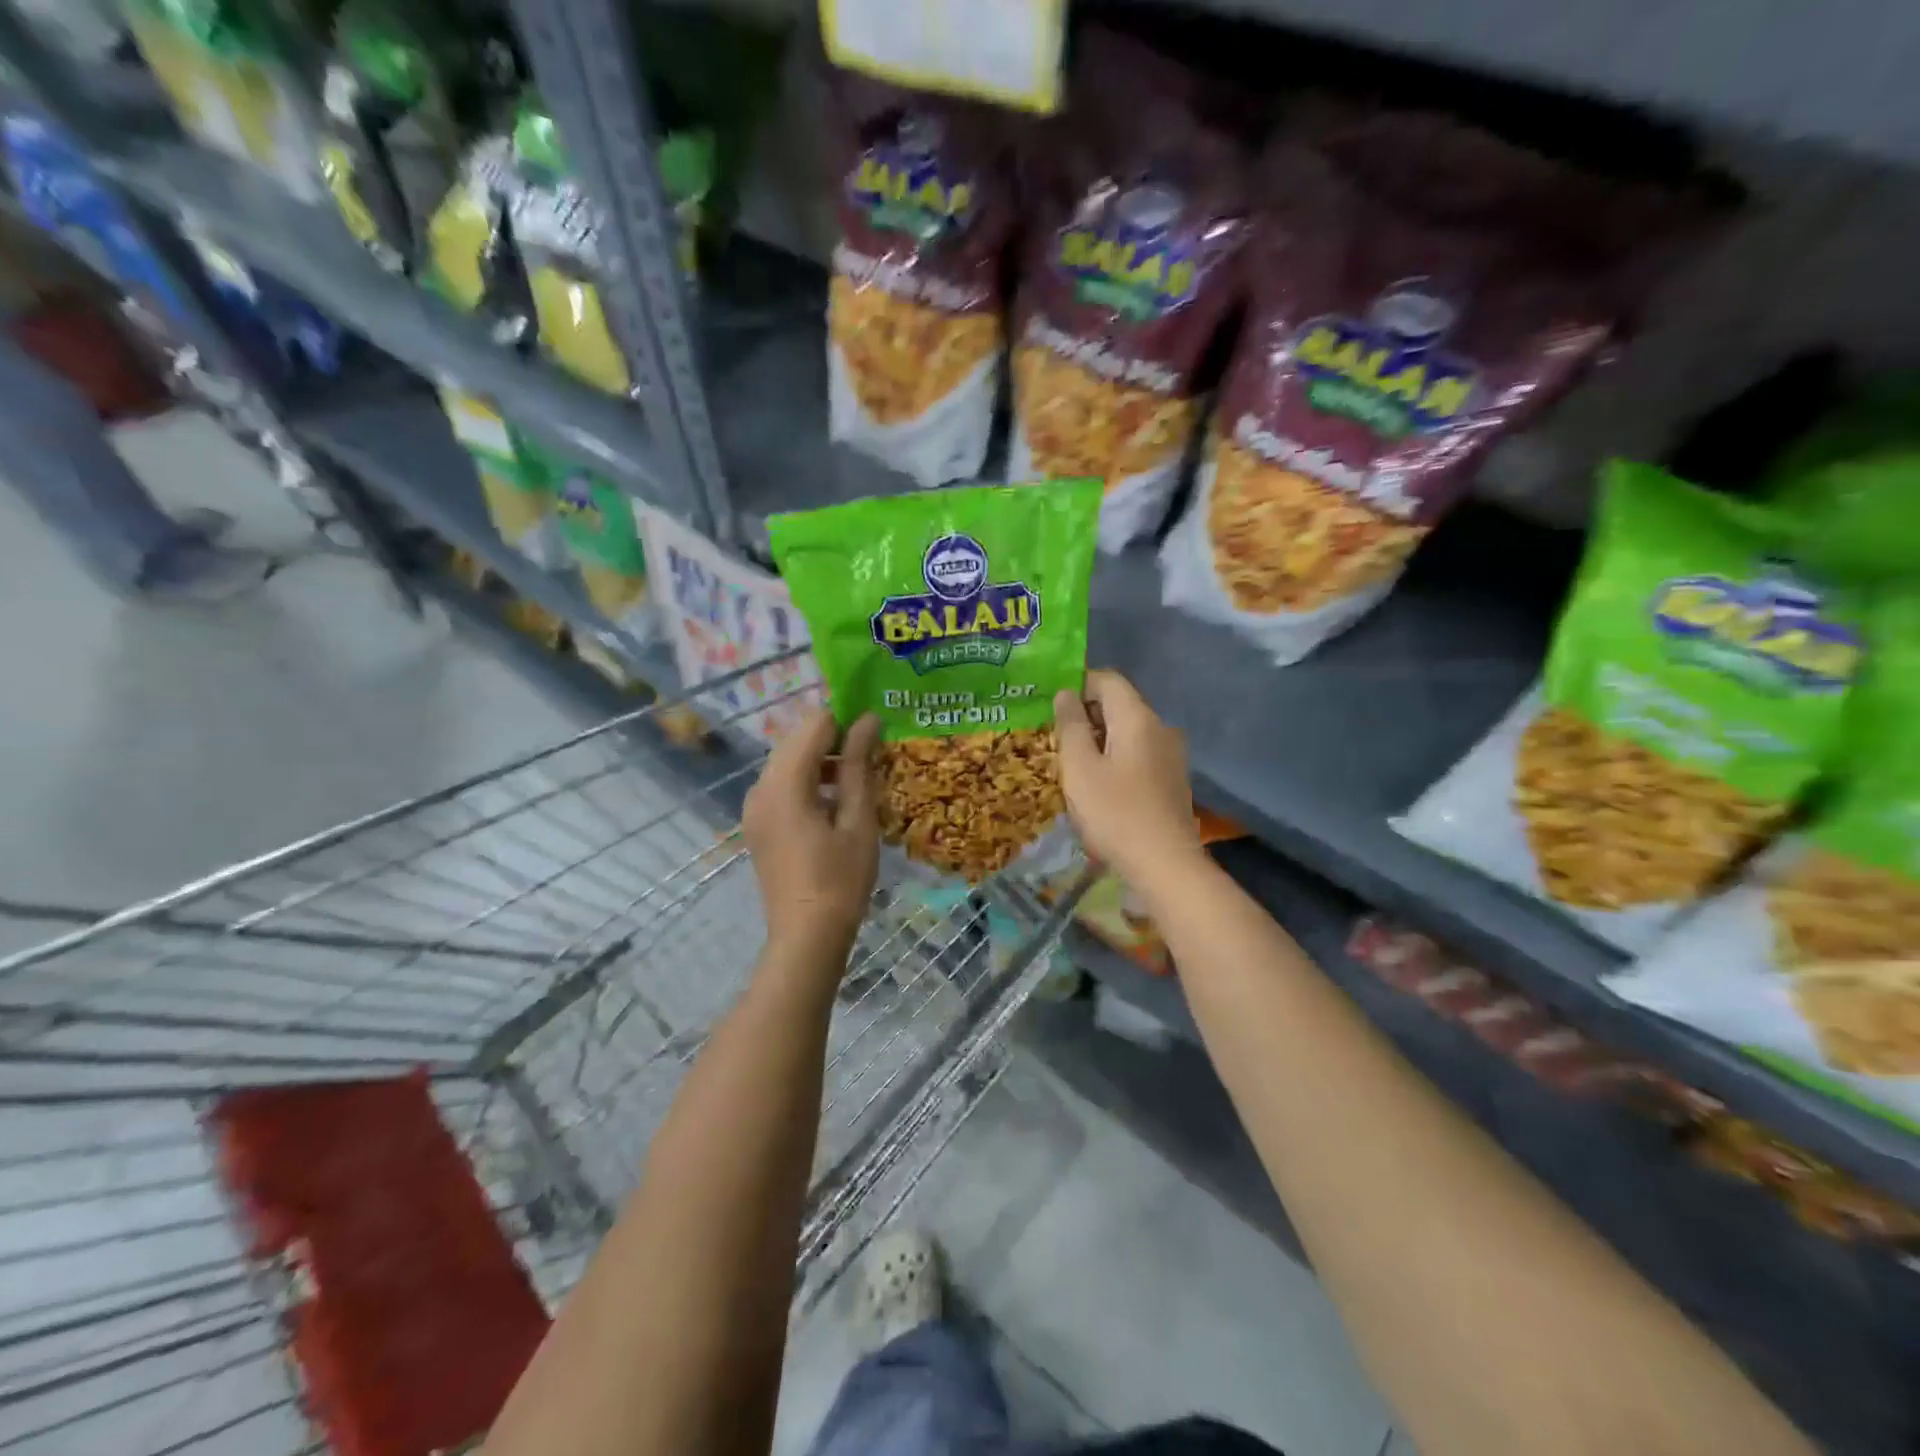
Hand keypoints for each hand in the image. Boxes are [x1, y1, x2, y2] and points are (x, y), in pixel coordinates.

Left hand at [743, 708, 880, 952]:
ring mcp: (754, 806)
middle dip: (833, 738)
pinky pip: (781, 785)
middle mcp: (760, 787)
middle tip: (870, 755)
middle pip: (796, 740)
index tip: (876, 733)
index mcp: (784, 783)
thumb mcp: (857, 819)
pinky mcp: (757, 824)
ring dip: (821, 760)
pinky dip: (807, 781)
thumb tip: (868, 720)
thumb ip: (858, 765)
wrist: (807, 936)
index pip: (814, 725)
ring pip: (787, 762)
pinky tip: (834, 802)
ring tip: (857, 779)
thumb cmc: (841, 879)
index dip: (846, 721)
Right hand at [1054, 670, 1203, 887]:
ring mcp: (1171, 754)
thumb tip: (1066, 693)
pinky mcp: (1172, 778)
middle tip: (1055, 738)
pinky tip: (1100, 785)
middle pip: (1119, 704)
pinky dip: (1116, 757)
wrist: (1165, 864)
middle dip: (1086, 715)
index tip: (1051, 706)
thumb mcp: (1080, 768)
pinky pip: (1139, 752)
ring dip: (1099, 739)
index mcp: (1138, 718)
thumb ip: (1070, 726)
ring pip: (1128, 731)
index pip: (1108, 679)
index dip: (1078, 684)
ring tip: (1073, 764)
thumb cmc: (1115, 813)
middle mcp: (1160, 727)